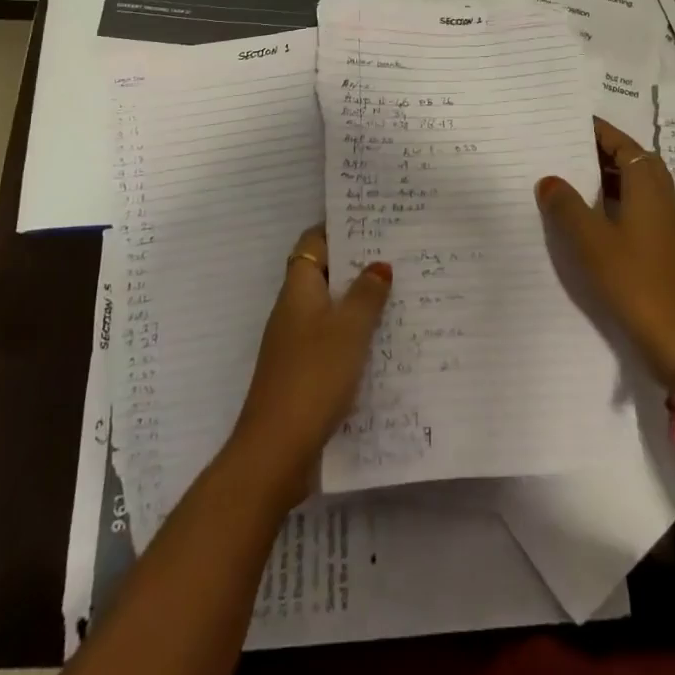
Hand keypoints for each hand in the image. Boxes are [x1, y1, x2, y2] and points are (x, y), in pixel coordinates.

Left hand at [226, 226, 391, 500]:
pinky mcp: (302, 373)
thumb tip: (379, 264)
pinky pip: (331, 341)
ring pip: (330, 309)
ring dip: (359, 303)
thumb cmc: (313, 376)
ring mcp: (295, 343)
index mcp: (298, 289)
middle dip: (357, 265)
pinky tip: (383, 346)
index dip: (339, 228)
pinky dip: (353, 337)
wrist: (275, 451)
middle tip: (397, 257)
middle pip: (324, 274)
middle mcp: (293, 309)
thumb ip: (367, 293)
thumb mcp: (349, 329)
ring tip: (399, 296)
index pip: (314, 242)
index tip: (373, 223)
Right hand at [536, 117, 674, 381]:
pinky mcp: (665, 247)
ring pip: (636, 186)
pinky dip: (616, 201)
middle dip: (602, 152)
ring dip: (609, 178)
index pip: (623, 143)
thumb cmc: (634, 279)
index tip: (570, 123)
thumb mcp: (590, 239)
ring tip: (572, 179)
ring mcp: (667, 223)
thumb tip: (549, 180)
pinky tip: (592, 218)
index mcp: (648, 185)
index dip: (598, 131)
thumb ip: (566, 205)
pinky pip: (639, 208)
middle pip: (633, 161)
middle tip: (567, 149)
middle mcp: (663, 196)